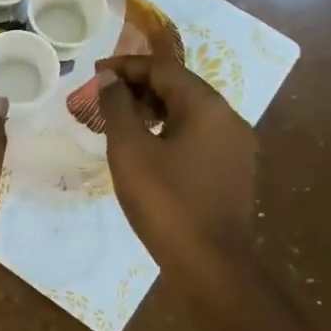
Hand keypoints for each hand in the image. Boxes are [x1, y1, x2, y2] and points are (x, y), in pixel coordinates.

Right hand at [97, 54, 258, 297]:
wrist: (210, 264)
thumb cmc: (165, 201)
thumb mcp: (130, 150)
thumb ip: (117, 107)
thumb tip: (111, 79)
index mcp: (207, 107)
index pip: (164, 69)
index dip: (127, 66)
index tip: (95, 72)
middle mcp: (229, 119)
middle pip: (179, 88)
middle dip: (139, 87)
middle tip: (103, 96)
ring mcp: (235, 146)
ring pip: (189, 113)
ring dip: (153, 109)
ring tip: (118, 120)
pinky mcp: (232, 170)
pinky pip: (197, 135)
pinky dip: (169, 130)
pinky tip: (145, 147)